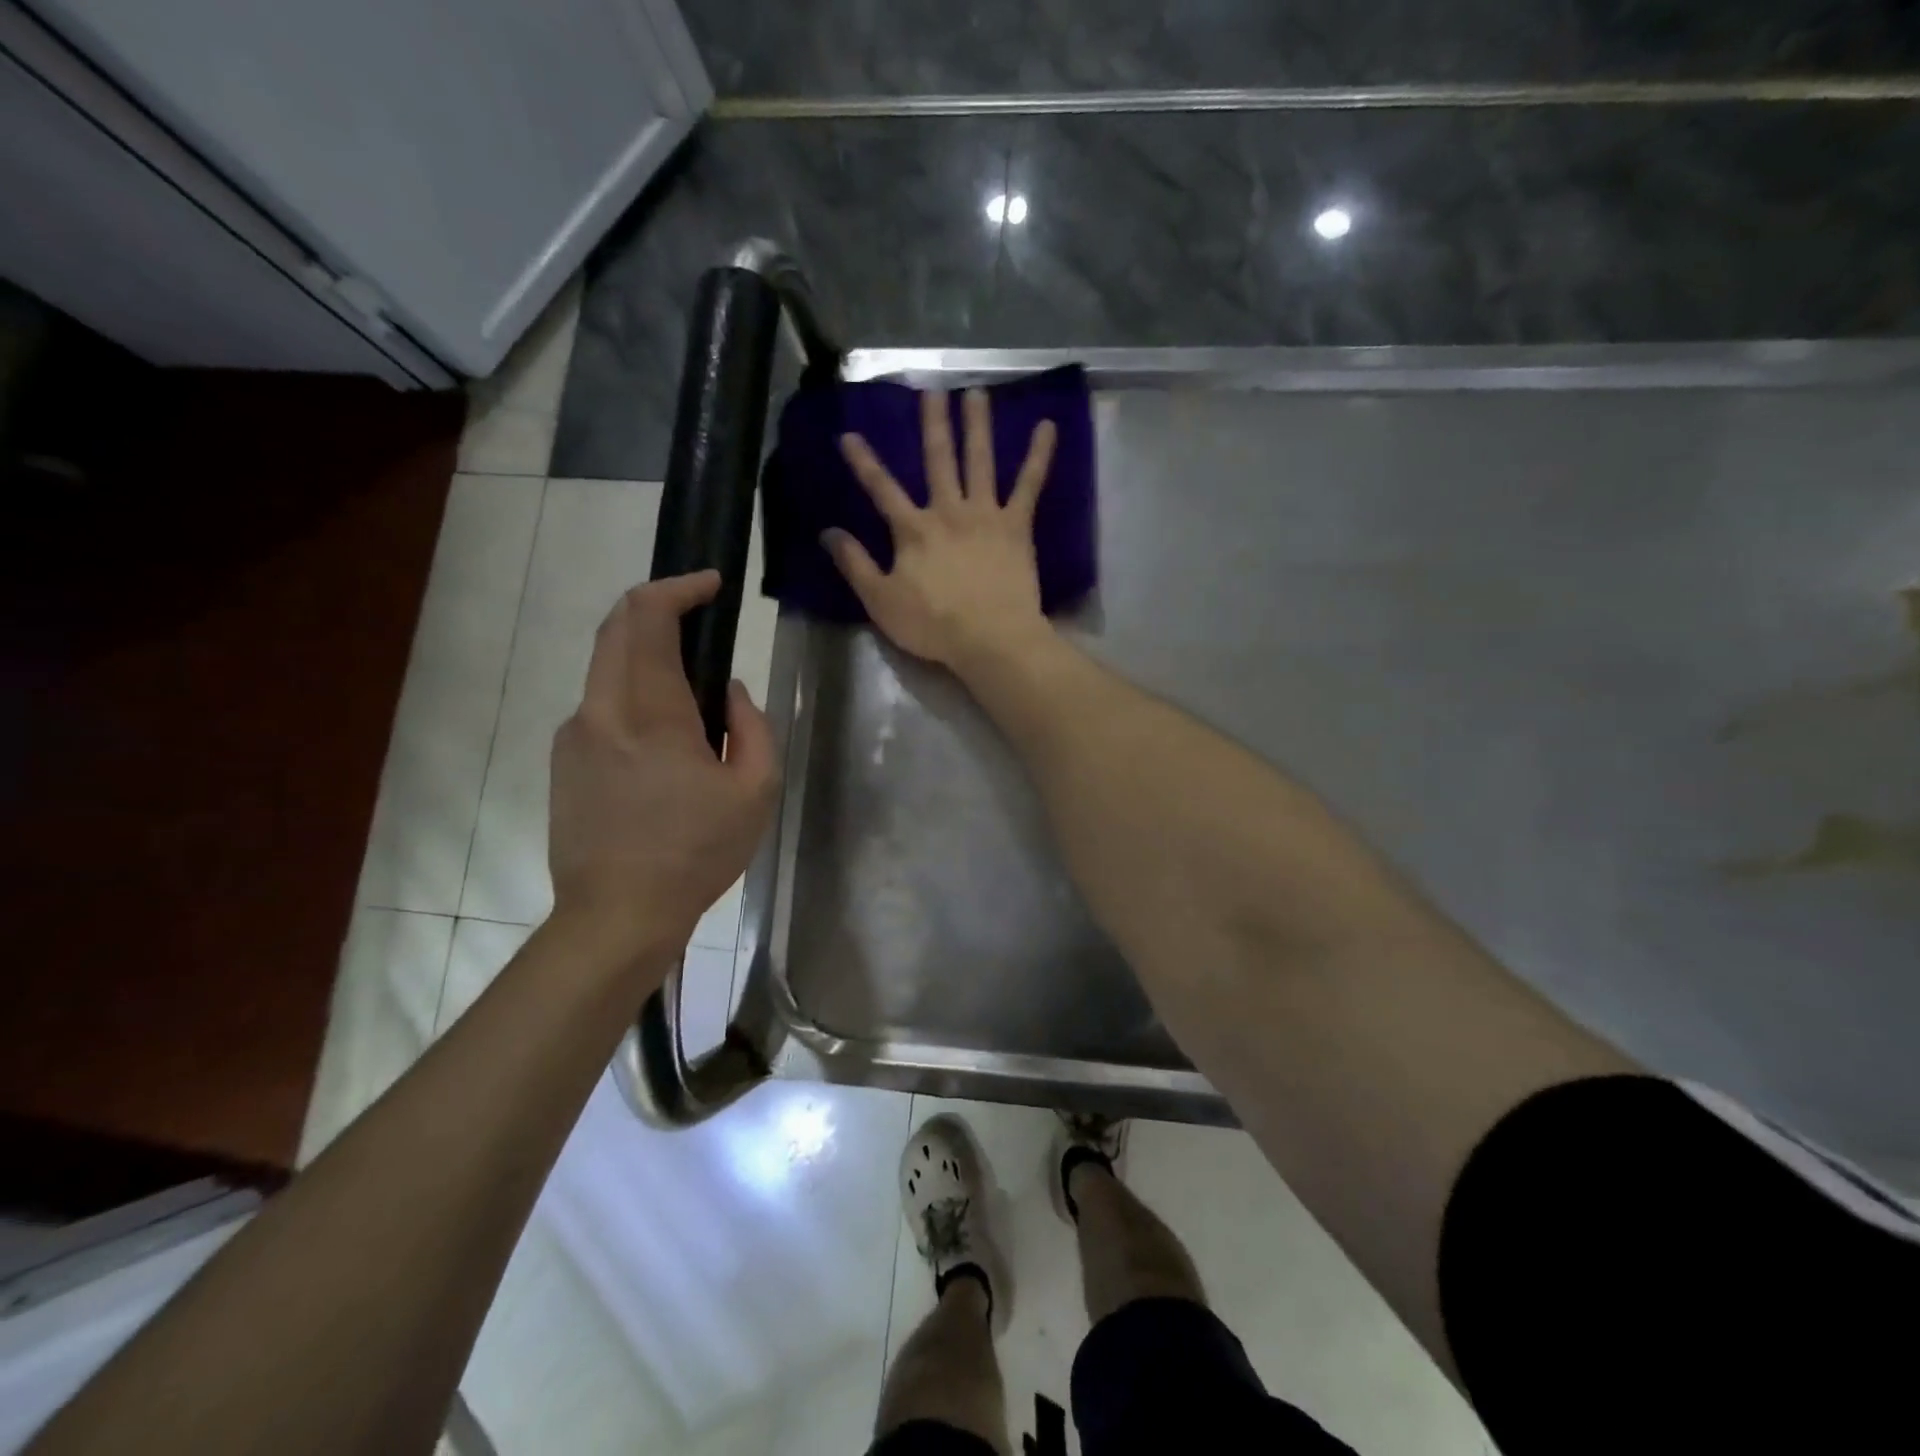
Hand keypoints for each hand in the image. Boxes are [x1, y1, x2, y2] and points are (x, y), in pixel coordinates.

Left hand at [548, 572, 776, 970]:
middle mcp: (601, 710)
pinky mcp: (563, 760)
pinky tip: (661, 731)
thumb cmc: (696, 853)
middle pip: (615, 627)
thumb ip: (751, 727)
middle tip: (697, 611)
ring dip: (642, 650)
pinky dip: (630, 689)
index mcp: (650, 713)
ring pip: (604, 665)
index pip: (647, 617)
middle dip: (655, 604)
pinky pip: (599, 704)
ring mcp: (574, 735)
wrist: (617, 915)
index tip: (711, 583)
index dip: (679, 586)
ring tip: (688, 678)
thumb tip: (730, 692)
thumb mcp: (755, 791)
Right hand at [826, 388, 1056, 670]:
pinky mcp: (1017, 527)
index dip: (864, 462)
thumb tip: (828, 533)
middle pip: (937, 460)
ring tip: (976, 393)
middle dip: (932, 425)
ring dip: (977, 425)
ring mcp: (985, 515)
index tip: (849, 434)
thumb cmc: (933, 625)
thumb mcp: (881, 601)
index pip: (882, 489)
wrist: (990, 639)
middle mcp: (948, 511)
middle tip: (930, 390)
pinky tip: (1048, 426)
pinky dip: (1039, 456)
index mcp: (913, 530)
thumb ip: (855, 565)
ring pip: (980, 461)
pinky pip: (1029, 485)